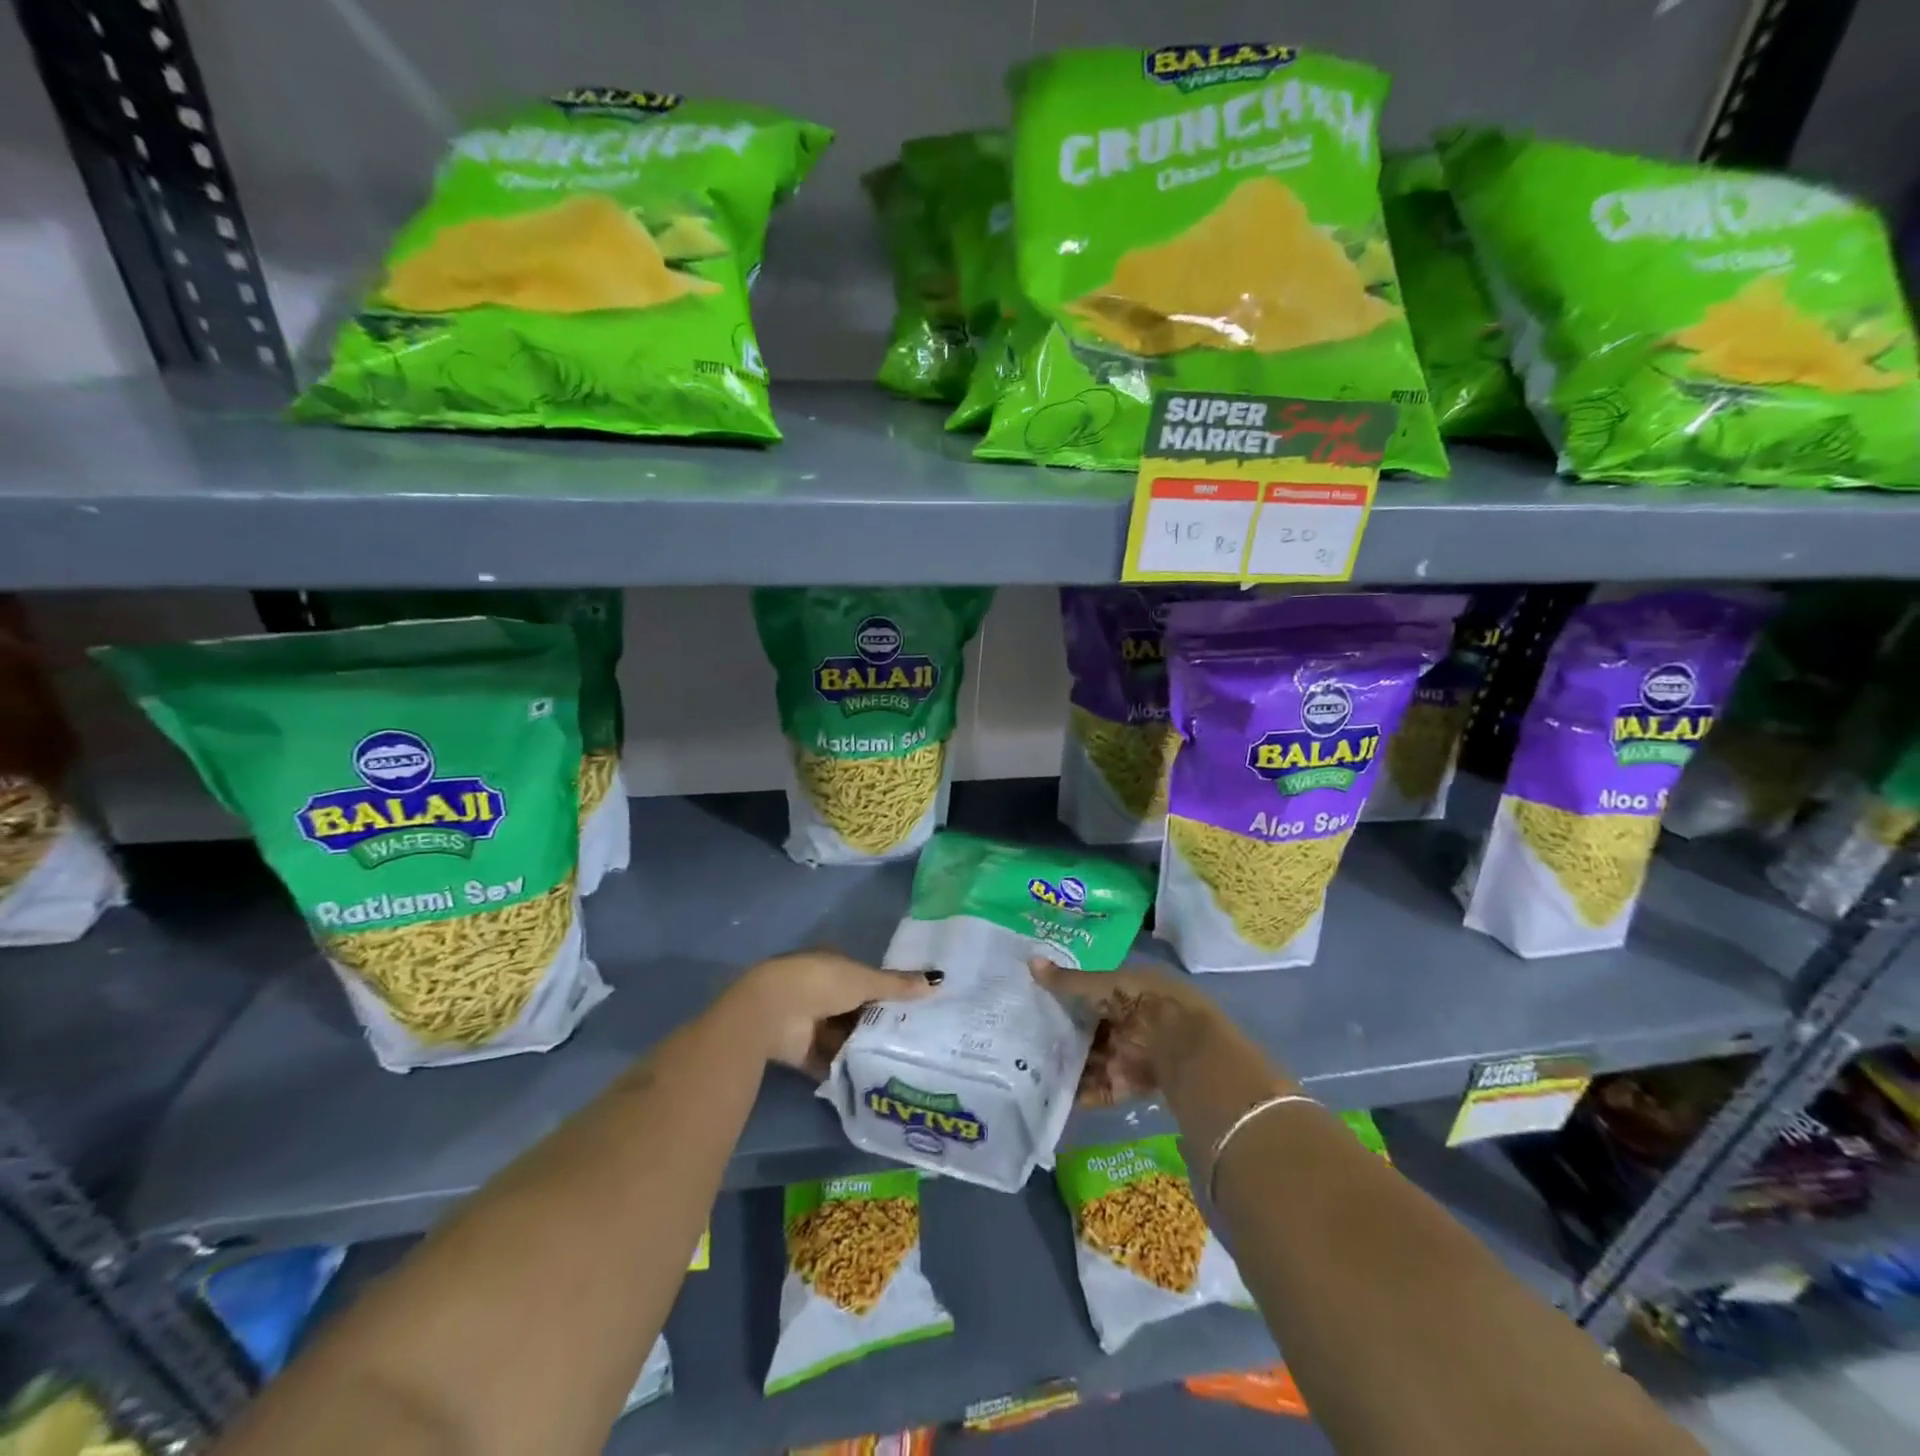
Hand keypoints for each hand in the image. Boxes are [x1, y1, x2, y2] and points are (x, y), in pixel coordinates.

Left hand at [729, 950, 938, 1076]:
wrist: (773, 1011)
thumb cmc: (822, 983)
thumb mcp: (866, 980)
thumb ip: (899, 984)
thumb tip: (938, 980)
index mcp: (832, 963)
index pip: (864, 977)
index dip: (885, 991)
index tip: (911, 1008)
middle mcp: (820, 990)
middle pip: (854, 1008)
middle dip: (875, 1022)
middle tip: (911, 1039)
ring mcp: (808, 1020)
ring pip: (842, 1035)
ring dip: (861, 1046)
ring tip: (899, 1061)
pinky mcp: (800, 1050)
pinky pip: (829, 1060)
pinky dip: (845, 1068)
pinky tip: (871, 1079)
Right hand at [1029, 957, 1231, 1105]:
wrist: (1184, 1047)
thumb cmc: (1143, 1003)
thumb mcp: (1104, 986)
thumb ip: (1067, 982)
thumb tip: (1031, 962)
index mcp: (1126, 993)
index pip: (1088, 995)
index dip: (1063, 998)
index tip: (1031, 1001)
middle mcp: (1126, 1023)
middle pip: (1087, 1030)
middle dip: (1060, 1034)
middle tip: (1021, 1035)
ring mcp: (1127, 1055)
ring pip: (1089, 1060)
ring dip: (1065, 1064)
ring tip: (1026, 1065)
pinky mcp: (1127, 1085)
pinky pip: (1097, 1089)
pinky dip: (1078, 1092)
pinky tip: (1049, 1092)